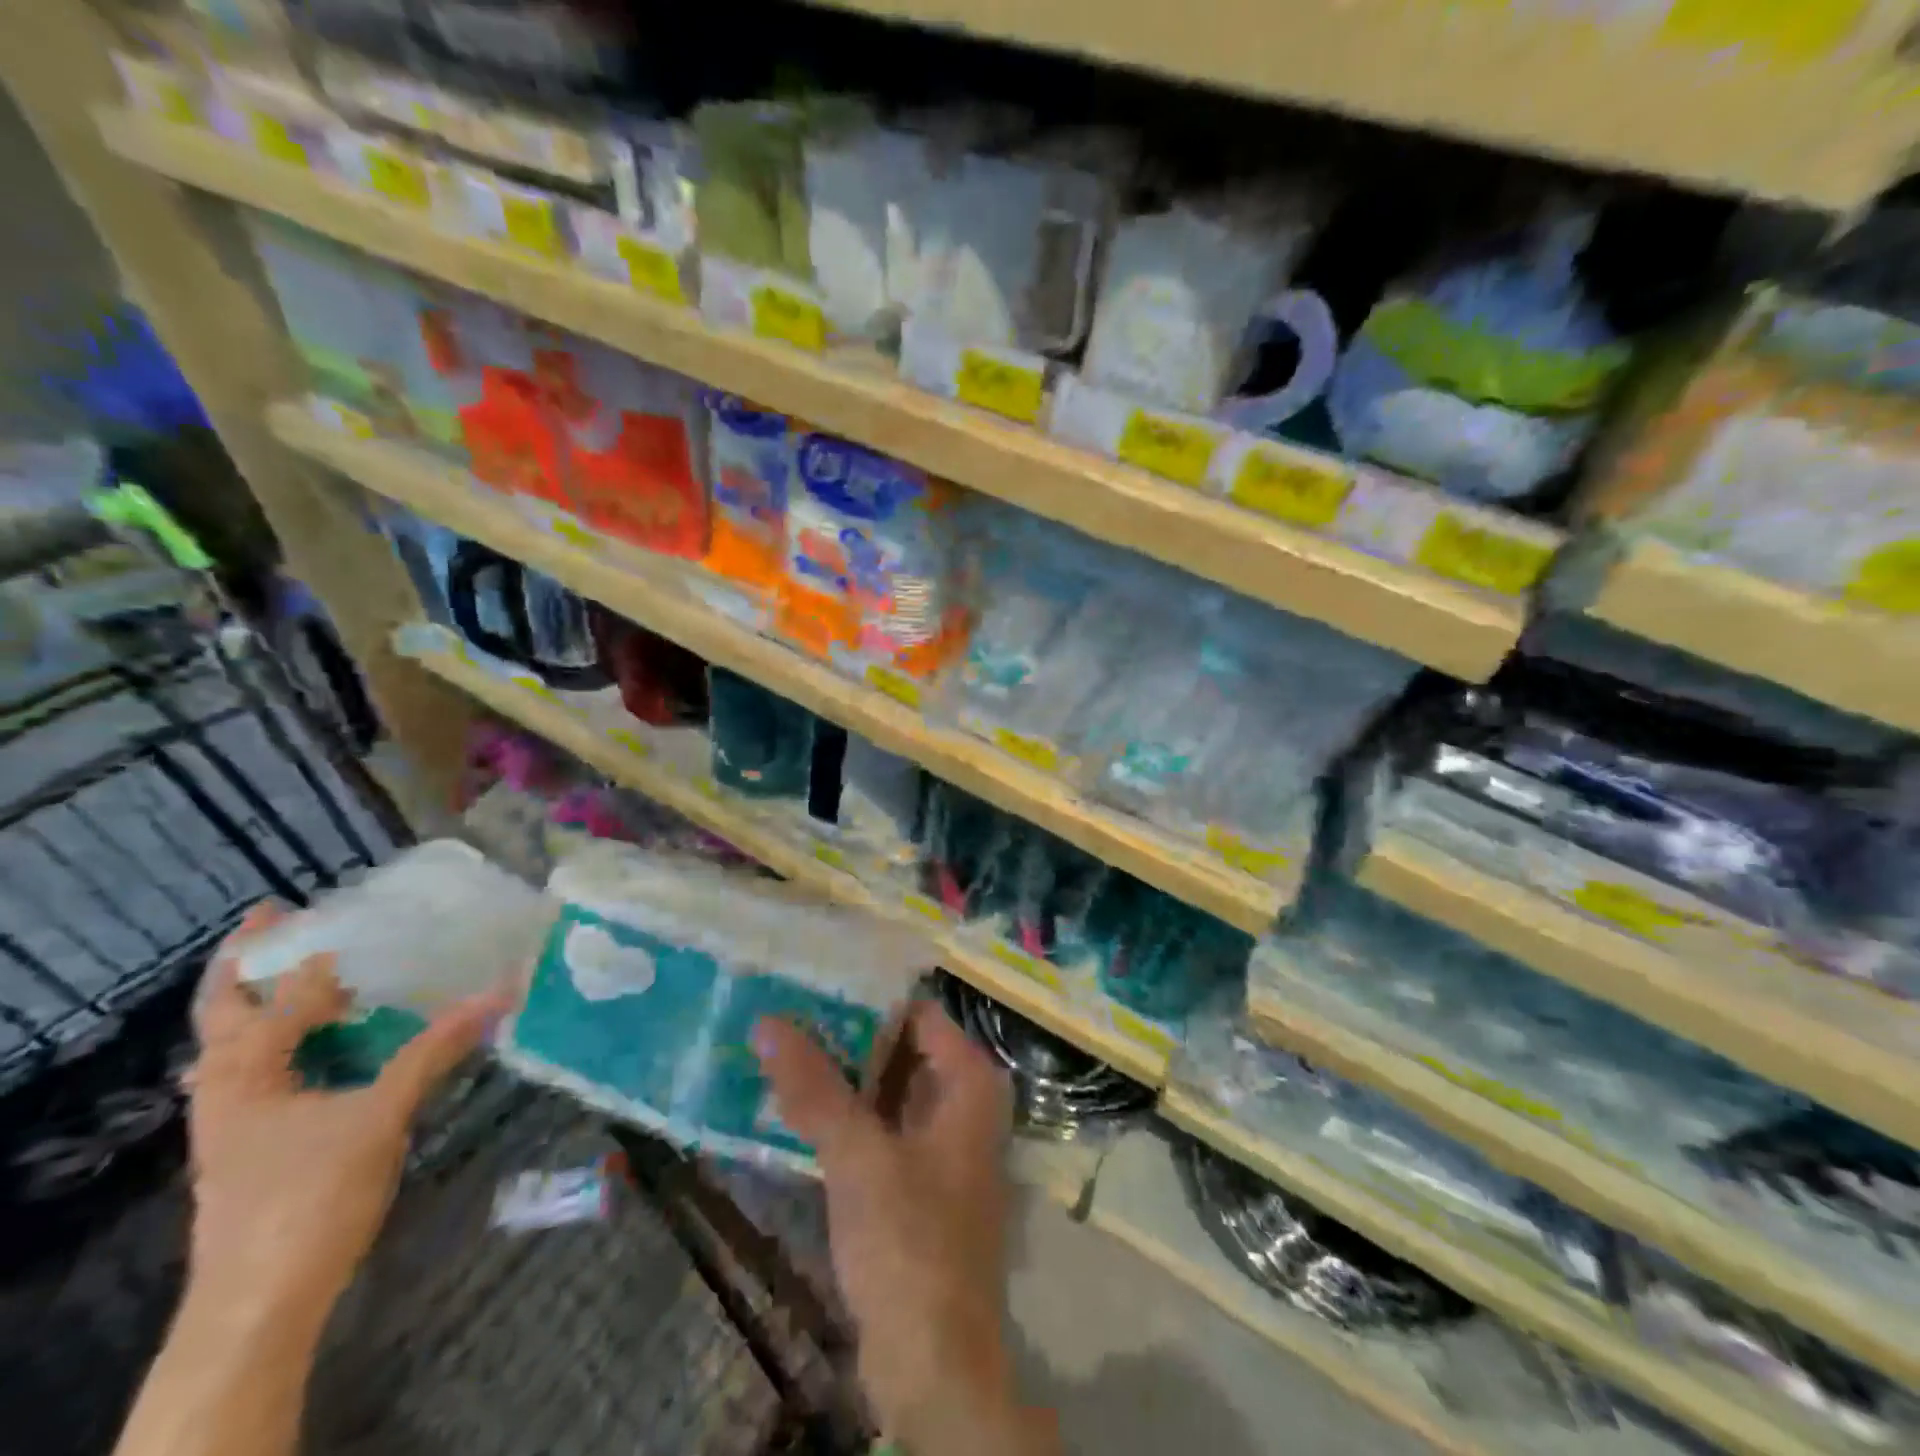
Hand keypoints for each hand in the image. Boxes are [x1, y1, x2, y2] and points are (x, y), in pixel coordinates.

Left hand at [185, 903, 511, 1317]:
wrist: (260, 1303)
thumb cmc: (310, 1197)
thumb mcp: (382, 1116)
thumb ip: (437, 1050)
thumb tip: (500, 994)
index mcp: (244, 1072)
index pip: (284, 995)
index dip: (321, 955)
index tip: (350, 912)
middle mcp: (224, 1086)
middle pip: (224, 1009)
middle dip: (248, 961)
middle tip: (280, 915)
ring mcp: (232, 1117)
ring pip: (237, 1042)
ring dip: (265, 1001)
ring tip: (312, 969)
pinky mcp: (252, 1140)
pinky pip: (261, 1069)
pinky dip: (286, 1039)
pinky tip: (325, 1039)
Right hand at [754, 1000, 1053, 1453]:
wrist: (934, 1363)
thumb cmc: (910, 1242)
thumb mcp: (858, 1156)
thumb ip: (815, 1087)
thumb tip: (769, 1020)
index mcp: (970, 1081)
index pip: (917, 1012)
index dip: (866, 996)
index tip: (812, 979)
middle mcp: (963, 1101)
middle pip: (901, 1048)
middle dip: (846, 1034)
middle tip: (784, 1008)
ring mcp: (941, 1142)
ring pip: (887, 1089)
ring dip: (841, 1075)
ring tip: (779, 1045)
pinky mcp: (917, 1179)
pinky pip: (879, 1126)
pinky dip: (845, 1115)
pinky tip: (795, 1104)